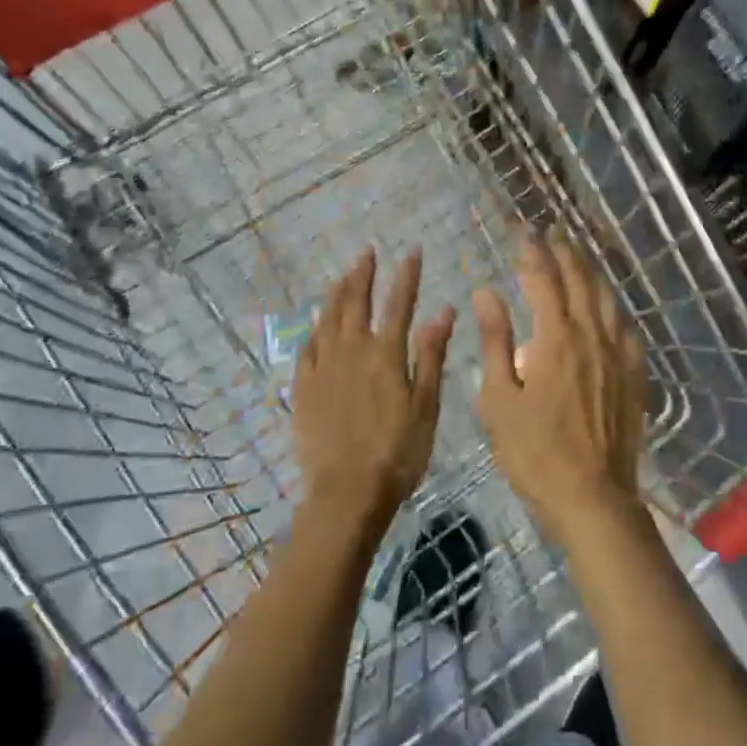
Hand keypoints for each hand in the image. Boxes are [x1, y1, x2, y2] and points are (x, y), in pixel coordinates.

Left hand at [293, 248, 454, 534]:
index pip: (399, 303)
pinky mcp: (303, 390)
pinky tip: (316, 324)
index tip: (411, 251)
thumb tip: (443, 310)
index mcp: (385, 354)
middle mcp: (352, 352)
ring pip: (327, 320)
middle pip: (356, 303)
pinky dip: (313, 329)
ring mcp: (323, 370)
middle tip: (367, 253)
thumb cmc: (398, 451)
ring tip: (342, 275)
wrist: (346, 494)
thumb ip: (431, 354)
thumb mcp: (426, 405)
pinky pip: (306, 349)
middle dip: (363, 274)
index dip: (406, 276)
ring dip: (336, 294)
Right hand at [474, 235, 645, 548]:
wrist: (592, 497)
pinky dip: (614, 307)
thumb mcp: (499, 399)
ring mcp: (618, 354)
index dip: (533, 253)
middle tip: (554, 232)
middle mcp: (591, 335)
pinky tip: (610, 307)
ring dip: (591, 272)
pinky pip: (626, 328)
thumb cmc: (534, 452)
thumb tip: (486, 292)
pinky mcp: (634, 375)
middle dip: (565, 252)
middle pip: (580, 281)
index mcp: (556, 338)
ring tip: (580, 257)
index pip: (544, 280)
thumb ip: (494, 340)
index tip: (524, 234)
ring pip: (606, 299)